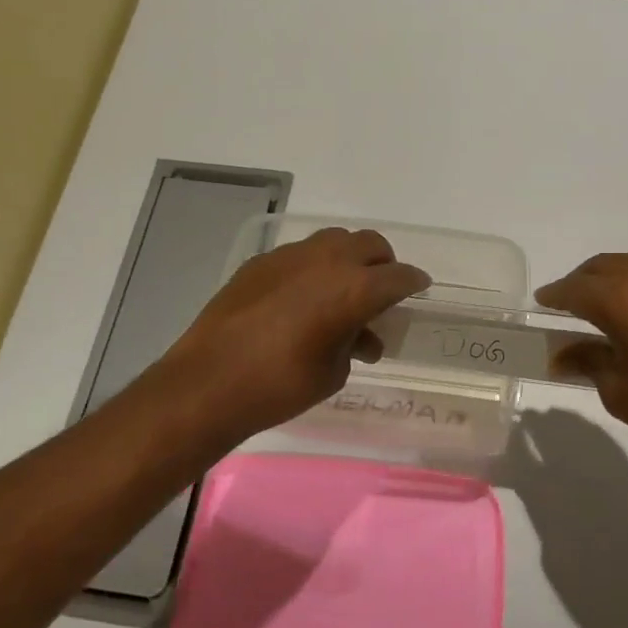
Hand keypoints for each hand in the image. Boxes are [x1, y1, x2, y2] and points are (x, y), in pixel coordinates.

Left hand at [146, 227, 430, 450]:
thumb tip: (360, 337)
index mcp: (354, 288)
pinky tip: (302, 298)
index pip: (398, 277)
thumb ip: (354, 344)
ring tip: (342, 290)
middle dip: (383, 263)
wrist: (208, 383)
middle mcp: (327, 261)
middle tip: (382, 288)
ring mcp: (290, 256)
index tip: (419, 287)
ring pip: (334, 241)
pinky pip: (300, 254)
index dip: (413, 282)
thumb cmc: (281, 386)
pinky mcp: (260, 262)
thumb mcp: (333, 371)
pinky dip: (313, 268)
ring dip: (348, 259)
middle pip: (370, 244)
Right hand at [535, 251, 627, 484]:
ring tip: (603, 304)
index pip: (577, 288)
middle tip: (567, 303)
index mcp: (625, 299)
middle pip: (606, 266)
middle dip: (582, 280)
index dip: (555, 295)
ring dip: (613, 277)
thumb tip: (562, 354)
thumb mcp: (622, 393)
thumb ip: (589, 363)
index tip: (541, 302)